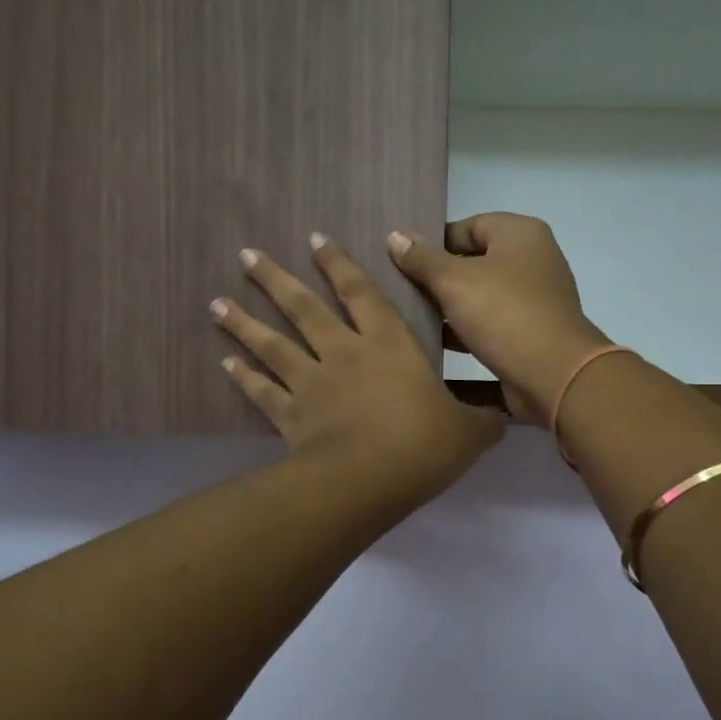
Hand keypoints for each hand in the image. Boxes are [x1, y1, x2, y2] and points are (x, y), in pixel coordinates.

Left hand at [212, 235, 503, 503]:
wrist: (369, 480)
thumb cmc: (422, 445)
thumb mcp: (468, 433)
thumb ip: (482, 421)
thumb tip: (502, 419)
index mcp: (389, 346)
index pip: (361, 294)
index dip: (339, 265)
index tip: (315, 239)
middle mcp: (344, 355)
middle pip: (303, 309)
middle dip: (275, 279)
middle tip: (246, 255)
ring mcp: (312, 384)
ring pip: (272, 345)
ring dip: (244, 322)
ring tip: (218, 303)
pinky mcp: (291, 417)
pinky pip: (263, 392)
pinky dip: (243, 377)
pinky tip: (225, 364)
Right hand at [388, 215, 610, 424]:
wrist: (554, 375)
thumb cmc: (504, 314)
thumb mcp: (454, 281)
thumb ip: (422, 259)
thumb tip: (395, 235)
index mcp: (521, 234)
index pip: (468, 226)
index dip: (433, 242)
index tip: (402, 262)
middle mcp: (532, 261)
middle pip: (473, 262)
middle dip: (437, 277)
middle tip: (398, 290)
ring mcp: (534, 301)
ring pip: (480, 297)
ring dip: (448, 309)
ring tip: (407, 318)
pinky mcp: (530, 335)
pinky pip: (489, 327)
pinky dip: (464, 333)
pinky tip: (431, 345)